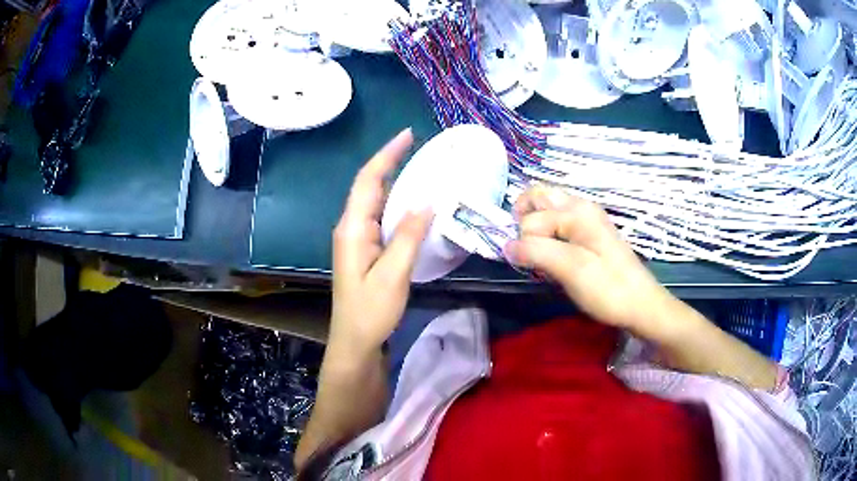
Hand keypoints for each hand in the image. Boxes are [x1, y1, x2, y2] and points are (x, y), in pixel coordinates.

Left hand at [329, 128, 433, 358]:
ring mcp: (356, 238)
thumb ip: (408, 237)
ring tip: (420, 167)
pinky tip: (413, 202)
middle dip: (390, 162)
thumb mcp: (393, 275)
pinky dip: (397, 203)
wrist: (354, 340)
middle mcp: (351, 227)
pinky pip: (381, 216)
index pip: (368, 181)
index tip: (408, 135)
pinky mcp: (364, 248)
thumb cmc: (370, 311)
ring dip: (395, 180)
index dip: (387, 155)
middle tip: (418, 146)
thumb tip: (426, 203)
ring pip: (375, 200)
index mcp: (353, 228)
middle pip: (369, 186)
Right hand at [505, 186, 679, 339]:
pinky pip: (559, 223)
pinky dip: (549, 235)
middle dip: (525, 221)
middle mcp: (581, 206)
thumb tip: (506, 246)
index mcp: (577, 211)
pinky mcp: (591, 233)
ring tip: (542, 256)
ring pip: (548, 209)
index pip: (531, 218)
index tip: (536, 267)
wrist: (641, 304)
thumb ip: (536, 252)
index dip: (526, 243)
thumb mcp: (570, 270)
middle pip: (538, 197)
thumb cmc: (607, 288)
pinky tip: (556, 257)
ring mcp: (587, 218)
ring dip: (536, 229)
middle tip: (530, 251)